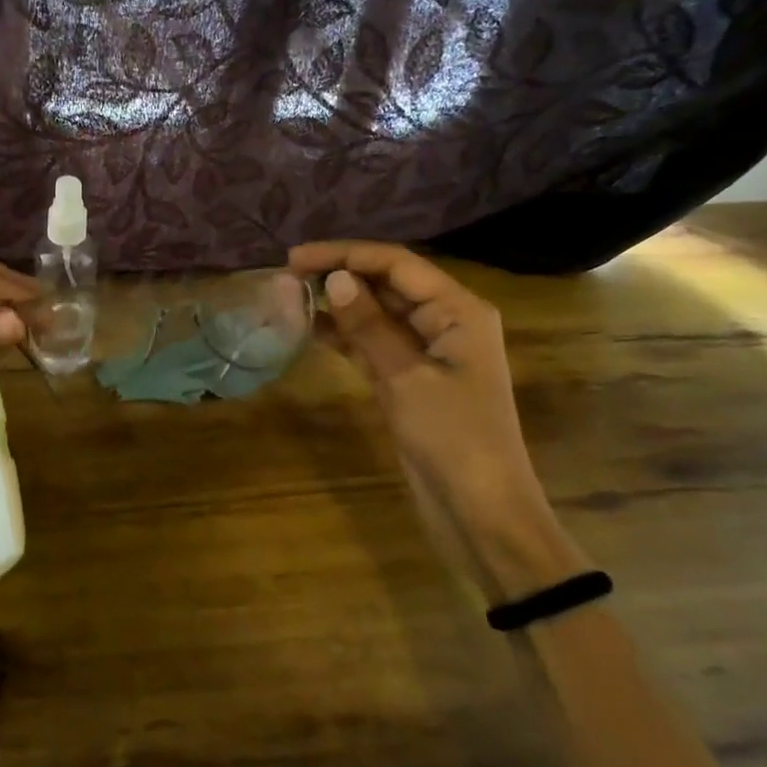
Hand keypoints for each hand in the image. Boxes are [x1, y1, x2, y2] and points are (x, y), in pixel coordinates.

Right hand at [289, 240, 586, 599]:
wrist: (480, 512)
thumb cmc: (453, 438)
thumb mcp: (406, 378)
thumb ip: (369, 326)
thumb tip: (336, 279)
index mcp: (457, 310)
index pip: (396, 263)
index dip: (345, 254)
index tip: (295, 258)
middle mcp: (444, 321)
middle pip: (386, 283)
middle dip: (339, 275)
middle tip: (286, 276)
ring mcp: (426, 351)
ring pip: (376, 312)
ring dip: (338, 304)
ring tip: (290, 297)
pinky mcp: (408, 378)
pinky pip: (372, 343)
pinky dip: (344, 334)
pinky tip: (309, 328)